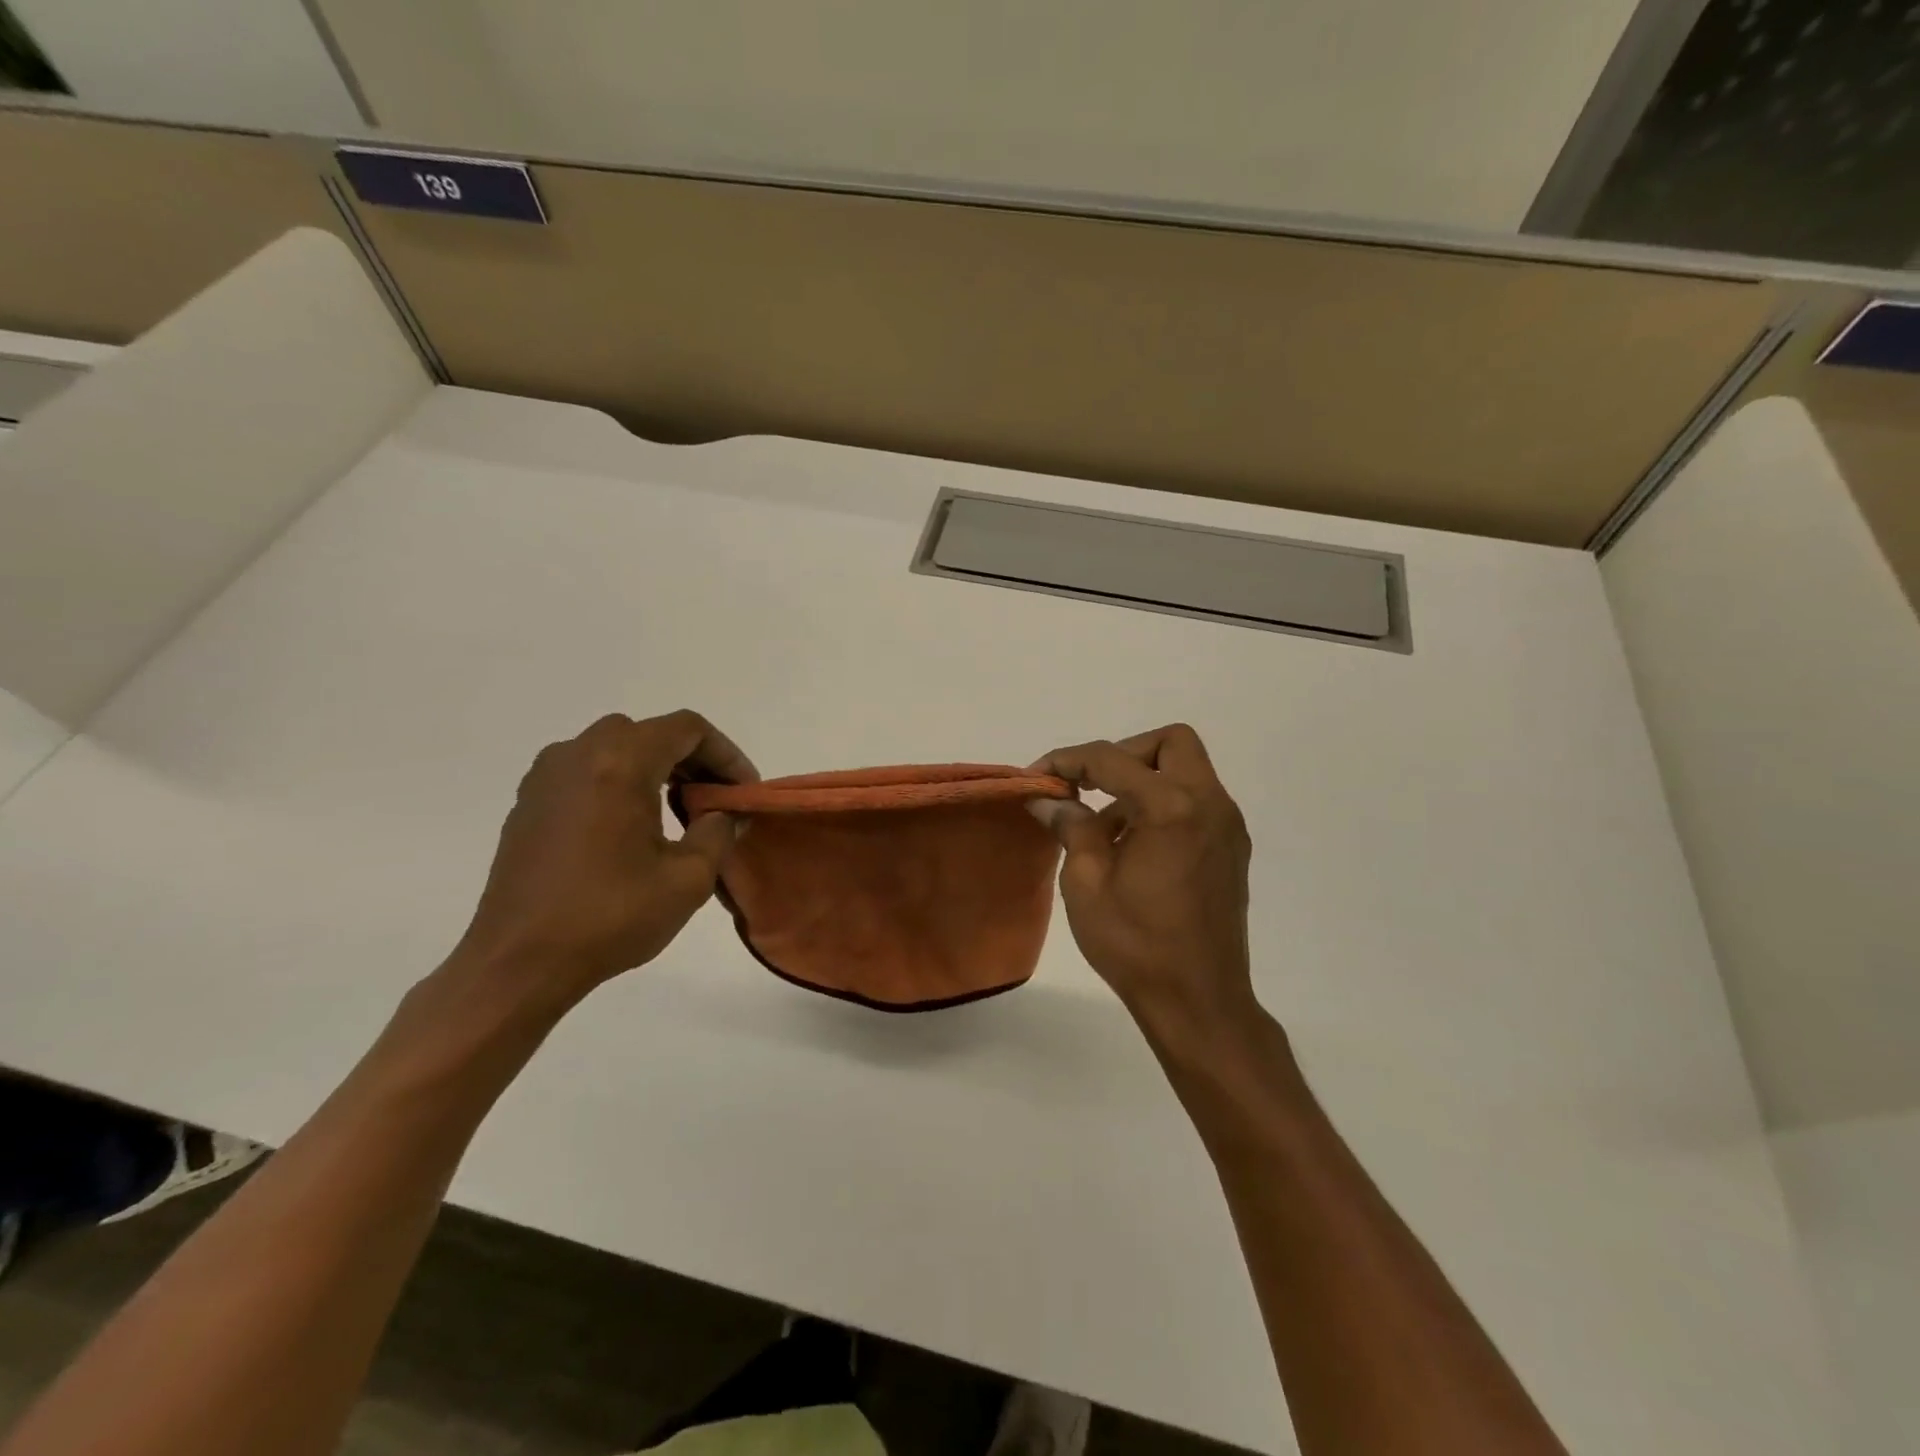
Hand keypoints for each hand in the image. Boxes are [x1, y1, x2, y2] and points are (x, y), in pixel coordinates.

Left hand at [453, 711, 757, 1002]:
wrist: (517, 963)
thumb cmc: (609, 916)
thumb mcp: (688, 878)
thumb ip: (718, 832)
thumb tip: (722, 815)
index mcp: (619, 763)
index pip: (687, 729)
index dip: (726, 754)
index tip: (744, 791)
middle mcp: (578, 754)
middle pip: (651, 733)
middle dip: (693, 760)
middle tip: (716, 800)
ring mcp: (546, 776)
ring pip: (616, 748)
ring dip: (656, 769)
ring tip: (679, 815)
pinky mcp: (528, 803)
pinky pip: (587, 771)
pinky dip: (621, 782)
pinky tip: (633, 829)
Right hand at [1030, 724, 1255, 1040]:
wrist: (1199, 1002)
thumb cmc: (1136, 944)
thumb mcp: (1086, 882)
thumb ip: (1070, 826)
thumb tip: (1049, 799)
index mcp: (1173, 808)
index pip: (1112, 759)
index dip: (1068, 760)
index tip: (1037, 777)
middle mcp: (1210, 804)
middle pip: (1170, 743)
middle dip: (1124, 754)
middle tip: (1089, 786)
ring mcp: (1227, 827)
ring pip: (1186, 771)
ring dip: (1143, 782)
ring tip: (1104, 829)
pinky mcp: (1232, 849)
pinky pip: (1195, 803)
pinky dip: (1163, 805)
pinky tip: (1134, 847)